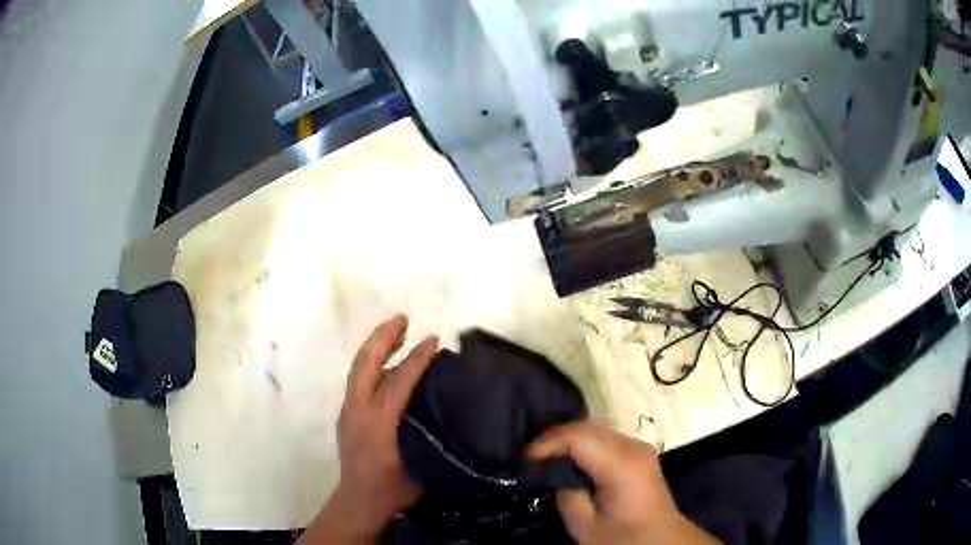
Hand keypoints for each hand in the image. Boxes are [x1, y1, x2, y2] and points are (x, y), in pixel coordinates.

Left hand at [302, 315, 438, 543]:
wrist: (358, 502)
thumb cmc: (393, 489)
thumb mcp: (421, 467)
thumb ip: (432, 437)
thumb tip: (450, 410)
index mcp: (378, 424)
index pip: (398, 381)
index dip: (417, 358)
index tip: (434, 340)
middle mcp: (357, 411)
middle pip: (365, 363)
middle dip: (384, 337)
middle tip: (403, 319)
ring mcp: (348, 411)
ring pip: (358, 368)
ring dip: (376, 347)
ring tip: (396, 332)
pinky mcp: (346, 414)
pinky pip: (359, 380)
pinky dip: (373, 364)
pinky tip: (388, 365)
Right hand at [529, 421, 720, 544]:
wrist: (662, 539)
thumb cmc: (623, 538)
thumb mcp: (586, 526)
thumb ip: (566, 495)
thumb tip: (555, 474)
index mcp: (621, 465)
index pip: (579, 437)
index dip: (548, 442)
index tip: (525, 457)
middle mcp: (633, 447)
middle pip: (589, 427)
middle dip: (556, 436)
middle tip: (532, 454)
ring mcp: (640, 447)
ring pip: (598, 428)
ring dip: (571, 437)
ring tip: (547, 454)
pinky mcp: (640, 453)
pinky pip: (607, 437)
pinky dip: (585, 441)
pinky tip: (572, 456)